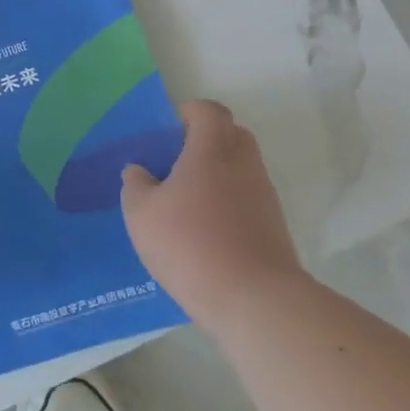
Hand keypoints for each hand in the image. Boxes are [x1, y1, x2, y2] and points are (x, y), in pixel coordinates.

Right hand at [121, 100, 304, 330]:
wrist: (253, 298)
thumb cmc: (189, 242)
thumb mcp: (141, 213)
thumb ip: (136, 185)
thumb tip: (140, 171)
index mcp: (212, 150)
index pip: (209, 112)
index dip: (189, 113)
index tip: (169, 131)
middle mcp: (244, 165)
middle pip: (231, 136)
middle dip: (204, 142)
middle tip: (173, 164)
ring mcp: (264, 196)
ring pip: (240, 170)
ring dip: (216, 176)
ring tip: (183, 204)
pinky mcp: (273, 227)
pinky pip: (246, 200)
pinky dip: (227, 205)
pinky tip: (202, 232)